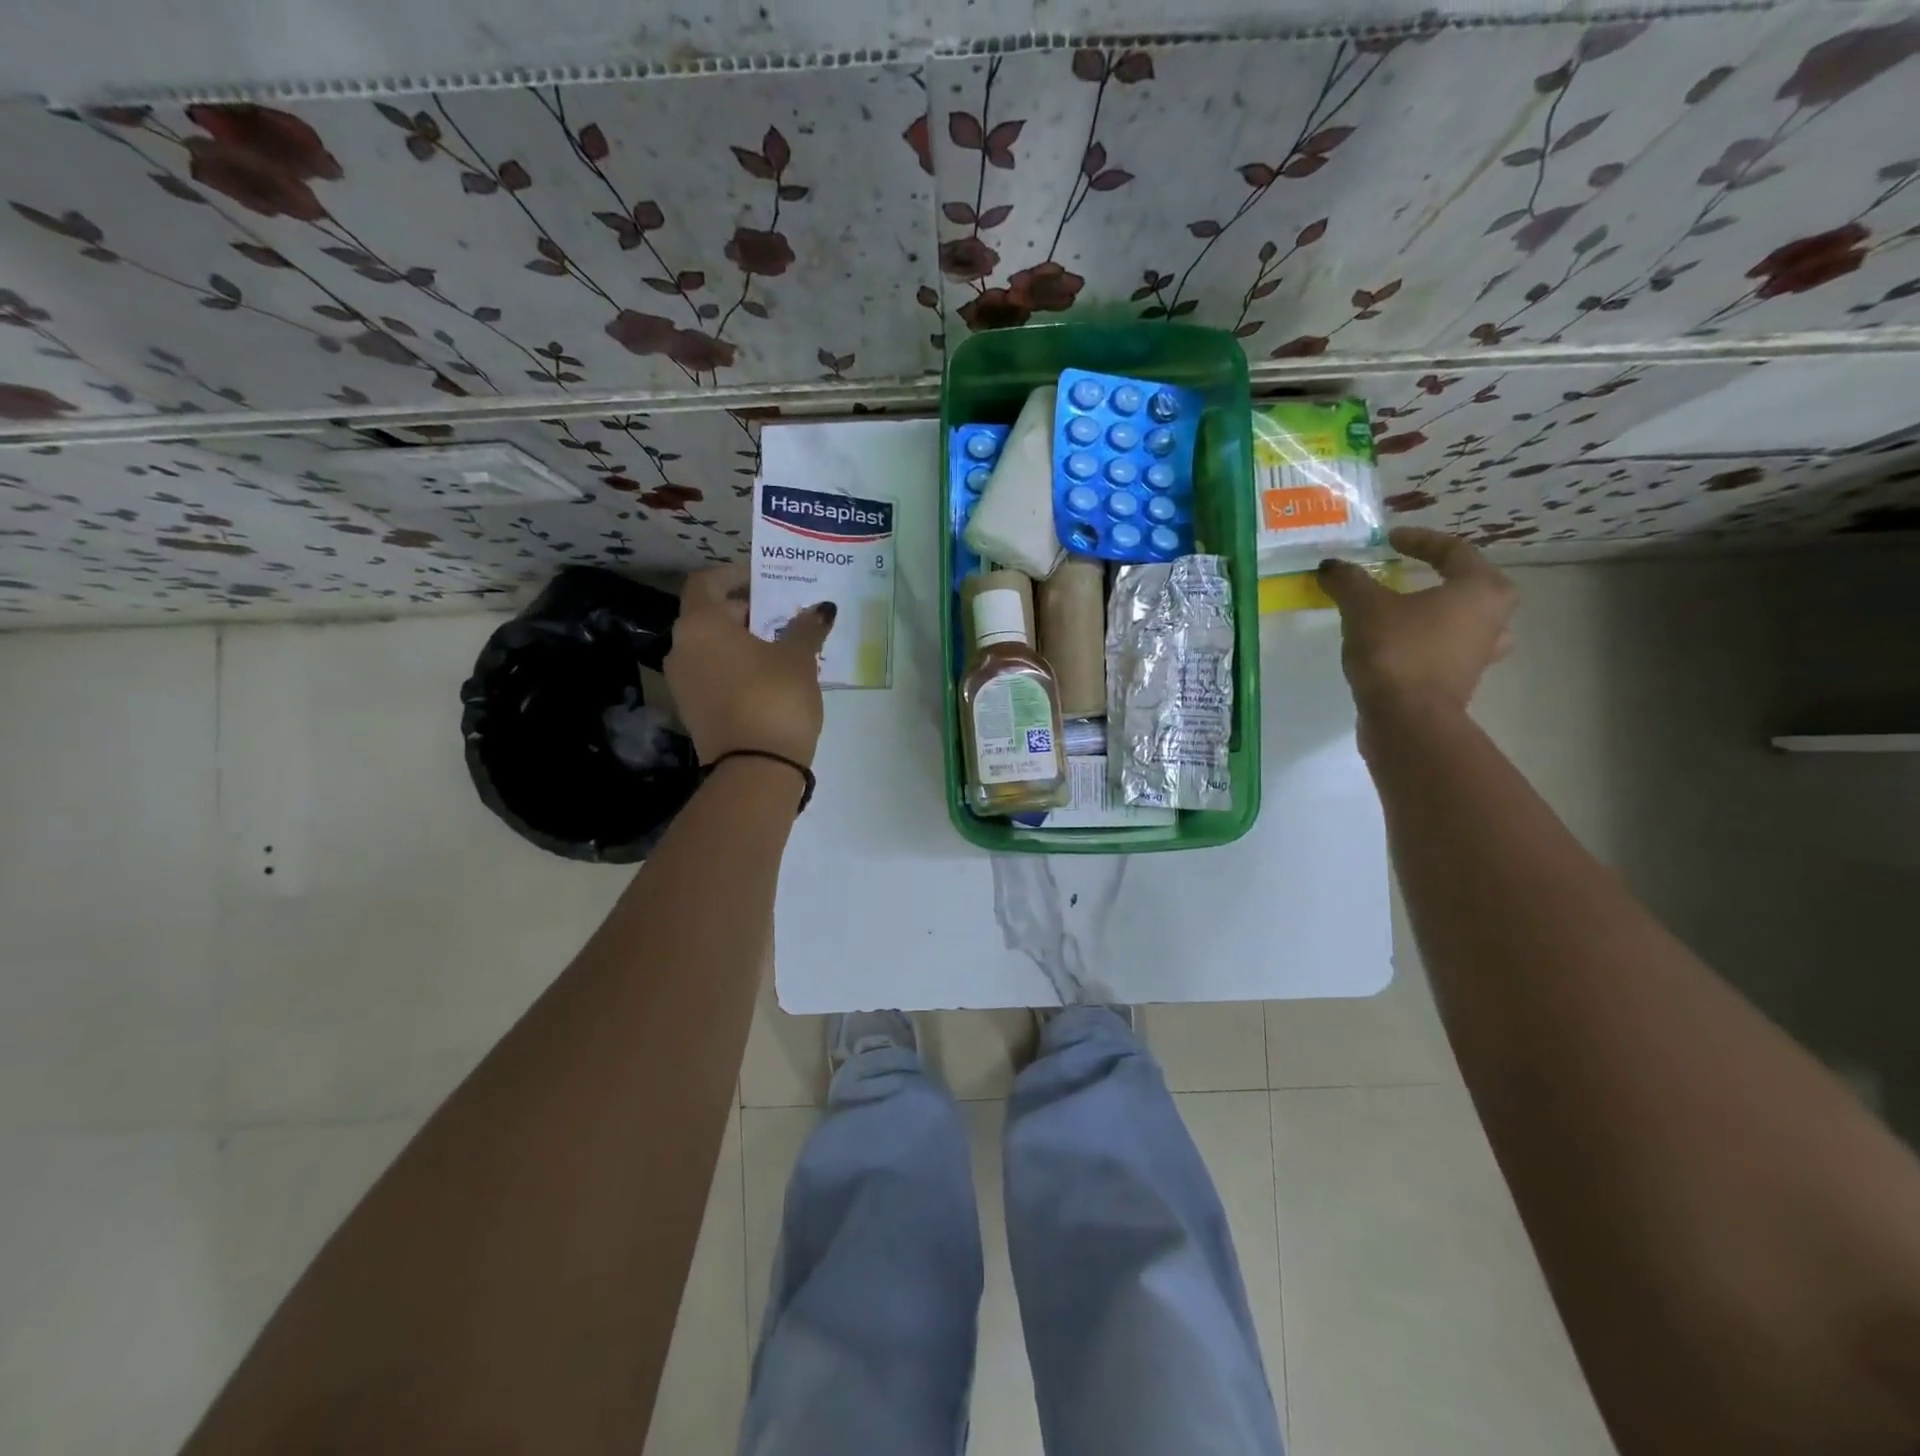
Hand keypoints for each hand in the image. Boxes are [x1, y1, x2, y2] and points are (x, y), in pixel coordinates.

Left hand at [666, 564, 835, 767]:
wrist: (755, 769)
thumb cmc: (775, 697)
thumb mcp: (799, 658)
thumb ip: (806, 628)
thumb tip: (822, 609)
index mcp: (700, 624)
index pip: (706, 582)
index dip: (735, 574)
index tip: (765, 578)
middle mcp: (681, 648)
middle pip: (708, 614)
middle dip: (744, 609)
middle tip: (782, 612)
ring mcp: (682, 682)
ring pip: (710, 646)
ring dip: (741, 639)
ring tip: (781, 643)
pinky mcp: (693, 710)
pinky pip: (713, 673)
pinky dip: (736, 665)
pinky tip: (769, 675)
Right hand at [1317, 527, 1515, 718]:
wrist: (1406, 720)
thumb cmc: (1396, 651)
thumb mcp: (1364, 607)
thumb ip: (1348, 580)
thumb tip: (1330, 566)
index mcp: (1480, 589)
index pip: (1453, 550)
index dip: (1418, 540)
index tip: (1388, 540)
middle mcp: (1492, 618)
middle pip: (1468, 584)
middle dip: (1437, 575)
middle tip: (1407, 572)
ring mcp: (1481, 653)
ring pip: (1464, 620)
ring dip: (1440, 611)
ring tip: (1413, 609)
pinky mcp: (1461, 680)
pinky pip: (1448, 648)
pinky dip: (1428, 640)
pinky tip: (1403, 644)